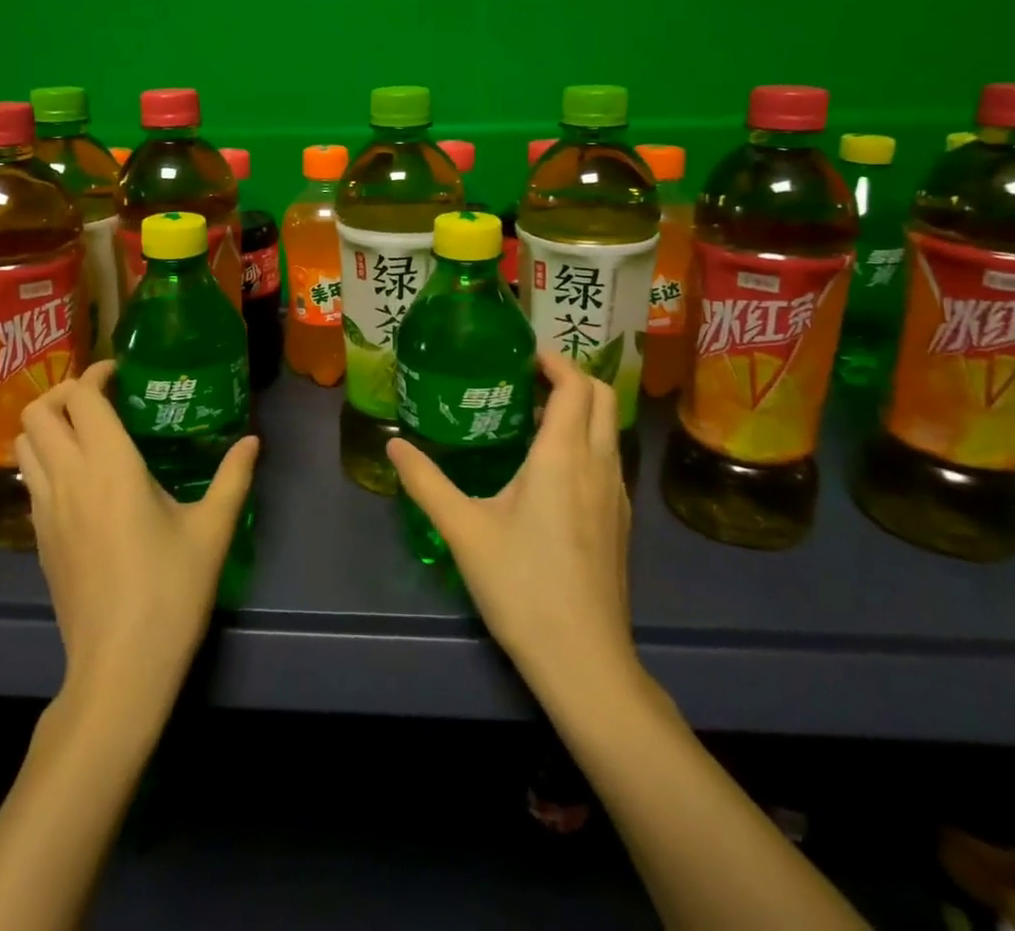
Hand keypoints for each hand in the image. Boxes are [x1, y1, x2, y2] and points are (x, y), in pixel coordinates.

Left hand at [15, 360, 258, 709]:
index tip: (122, 374)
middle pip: (38, 412)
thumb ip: (233, 477)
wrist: (119, 668)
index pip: (81, 397)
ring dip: (47, 424)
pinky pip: (29, 478)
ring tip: (85, 430)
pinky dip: (44, 458)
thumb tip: (252, 440)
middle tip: (100, 398)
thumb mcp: (212, 530)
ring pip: (24, 444)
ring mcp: (46, 510)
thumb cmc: (170, 591)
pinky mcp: (39, 538)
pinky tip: (80, 477)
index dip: (96, 374)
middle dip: (64, 392)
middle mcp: (68, 477)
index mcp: (109, 465)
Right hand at [387, 352, 636, 695]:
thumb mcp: (463, 529)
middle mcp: (598, 465)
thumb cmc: (522, 585)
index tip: (521, 354)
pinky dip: (585, 439)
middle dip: (569, 376)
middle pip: (600, 396)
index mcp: (563, 456)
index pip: (575, 385)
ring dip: (578, 408)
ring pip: (607, 428)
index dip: (553, 360)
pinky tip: (550, 468)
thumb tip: (393, 444)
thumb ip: (426, 482)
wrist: (584, 660)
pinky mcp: (620, 520)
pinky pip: (608, 457)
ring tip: (531, 416)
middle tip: (524, 379)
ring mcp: (616, 494)